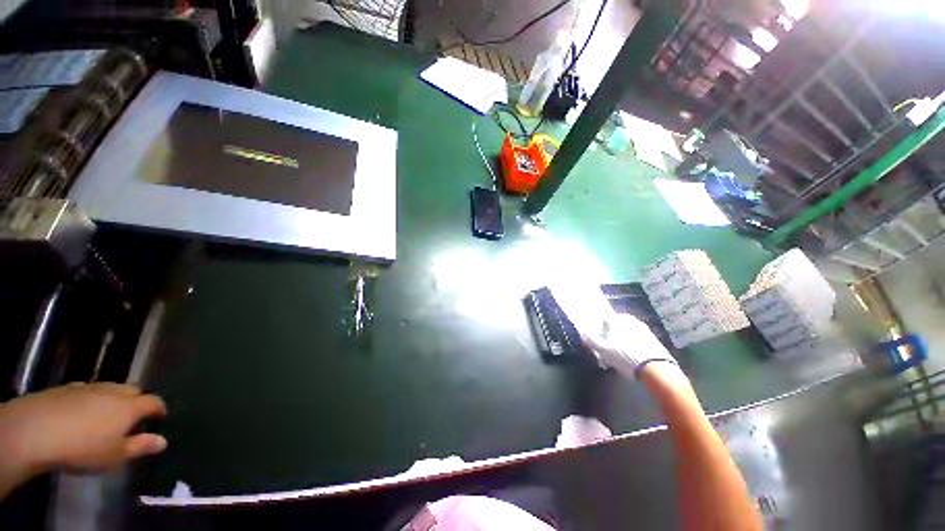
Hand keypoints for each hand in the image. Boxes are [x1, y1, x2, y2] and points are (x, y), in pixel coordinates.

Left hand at [0, 383, 166, 476]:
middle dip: (136, 400)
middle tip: (132, 417)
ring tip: (106, 416)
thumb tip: (163, 441)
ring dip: (113, 399)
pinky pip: (87, 391)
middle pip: (132, 390)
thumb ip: (139, 447)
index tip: (160, 417)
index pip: (153, 402)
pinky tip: (81, 413)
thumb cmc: (84, 448)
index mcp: (130, 407)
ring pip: (109, 388)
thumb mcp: (114, 456)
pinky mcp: (68, 388)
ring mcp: (89, 387)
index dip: (159, 408)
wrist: (37, 431)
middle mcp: (114, 392)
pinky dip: (91, 399)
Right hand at [582, 313, 675, 378]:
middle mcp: (632, 321)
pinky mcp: (654, 340)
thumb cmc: (626, 357)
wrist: (657, 370)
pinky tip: (631, 356)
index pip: (605, 318)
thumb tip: (583, 334)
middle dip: (612, 333)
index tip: (597, 335)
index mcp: (619, 320)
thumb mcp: (604, 350)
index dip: (600, 326)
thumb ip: (592, 340)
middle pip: (617, 324)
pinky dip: (633, 345)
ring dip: (623, 339)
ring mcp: (645, 330)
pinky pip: (638, 339)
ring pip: (629, 332)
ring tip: (619, 352)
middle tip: (607, 345)